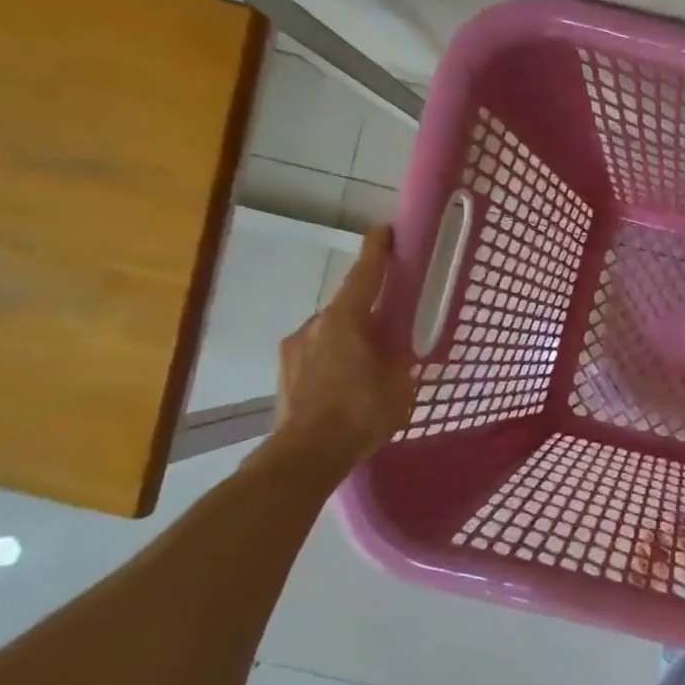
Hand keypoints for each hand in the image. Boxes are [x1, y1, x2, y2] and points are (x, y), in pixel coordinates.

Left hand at [270, 224, 415, 471]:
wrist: (306, 454)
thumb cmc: (361, 412)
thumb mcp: (399, 383)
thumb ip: (399, 356)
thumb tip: (398, 344)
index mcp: (346, 319)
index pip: (365, 274)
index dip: (377, 250)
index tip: (384, 230)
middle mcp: (315, 324)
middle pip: (348, 305)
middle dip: (368, 311)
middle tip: (390, 327)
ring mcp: (294, 347)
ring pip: (331, 332)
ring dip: (350, 339)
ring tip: (368, 366)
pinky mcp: (285, 372)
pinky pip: (317, 353)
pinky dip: (334, 359)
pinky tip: (346, 384)